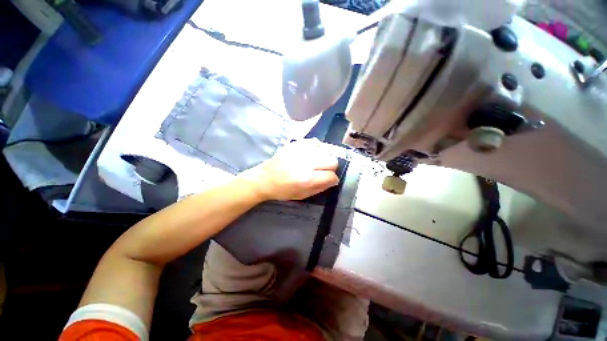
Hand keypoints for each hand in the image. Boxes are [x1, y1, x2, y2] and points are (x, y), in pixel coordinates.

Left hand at [239, 139, 339, 200]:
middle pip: (332, 161)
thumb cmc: (283, 190)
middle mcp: (306, 163)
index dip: (332, 179)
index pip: (331, 176)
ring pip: (326, 150)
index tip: (329, 180)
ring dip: (324, 157)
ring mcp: (301, 151)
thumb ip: (320, 188)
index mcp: (307, 179)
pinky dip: (316, 148)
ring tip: (316, 162)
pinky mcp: (296, 144)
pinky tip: (311, 154)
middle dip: (331, 168)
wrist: (265, 179)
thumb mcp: (303, 195)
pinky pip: (315, 142)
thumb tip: (333, 180)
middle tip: (323, 171)